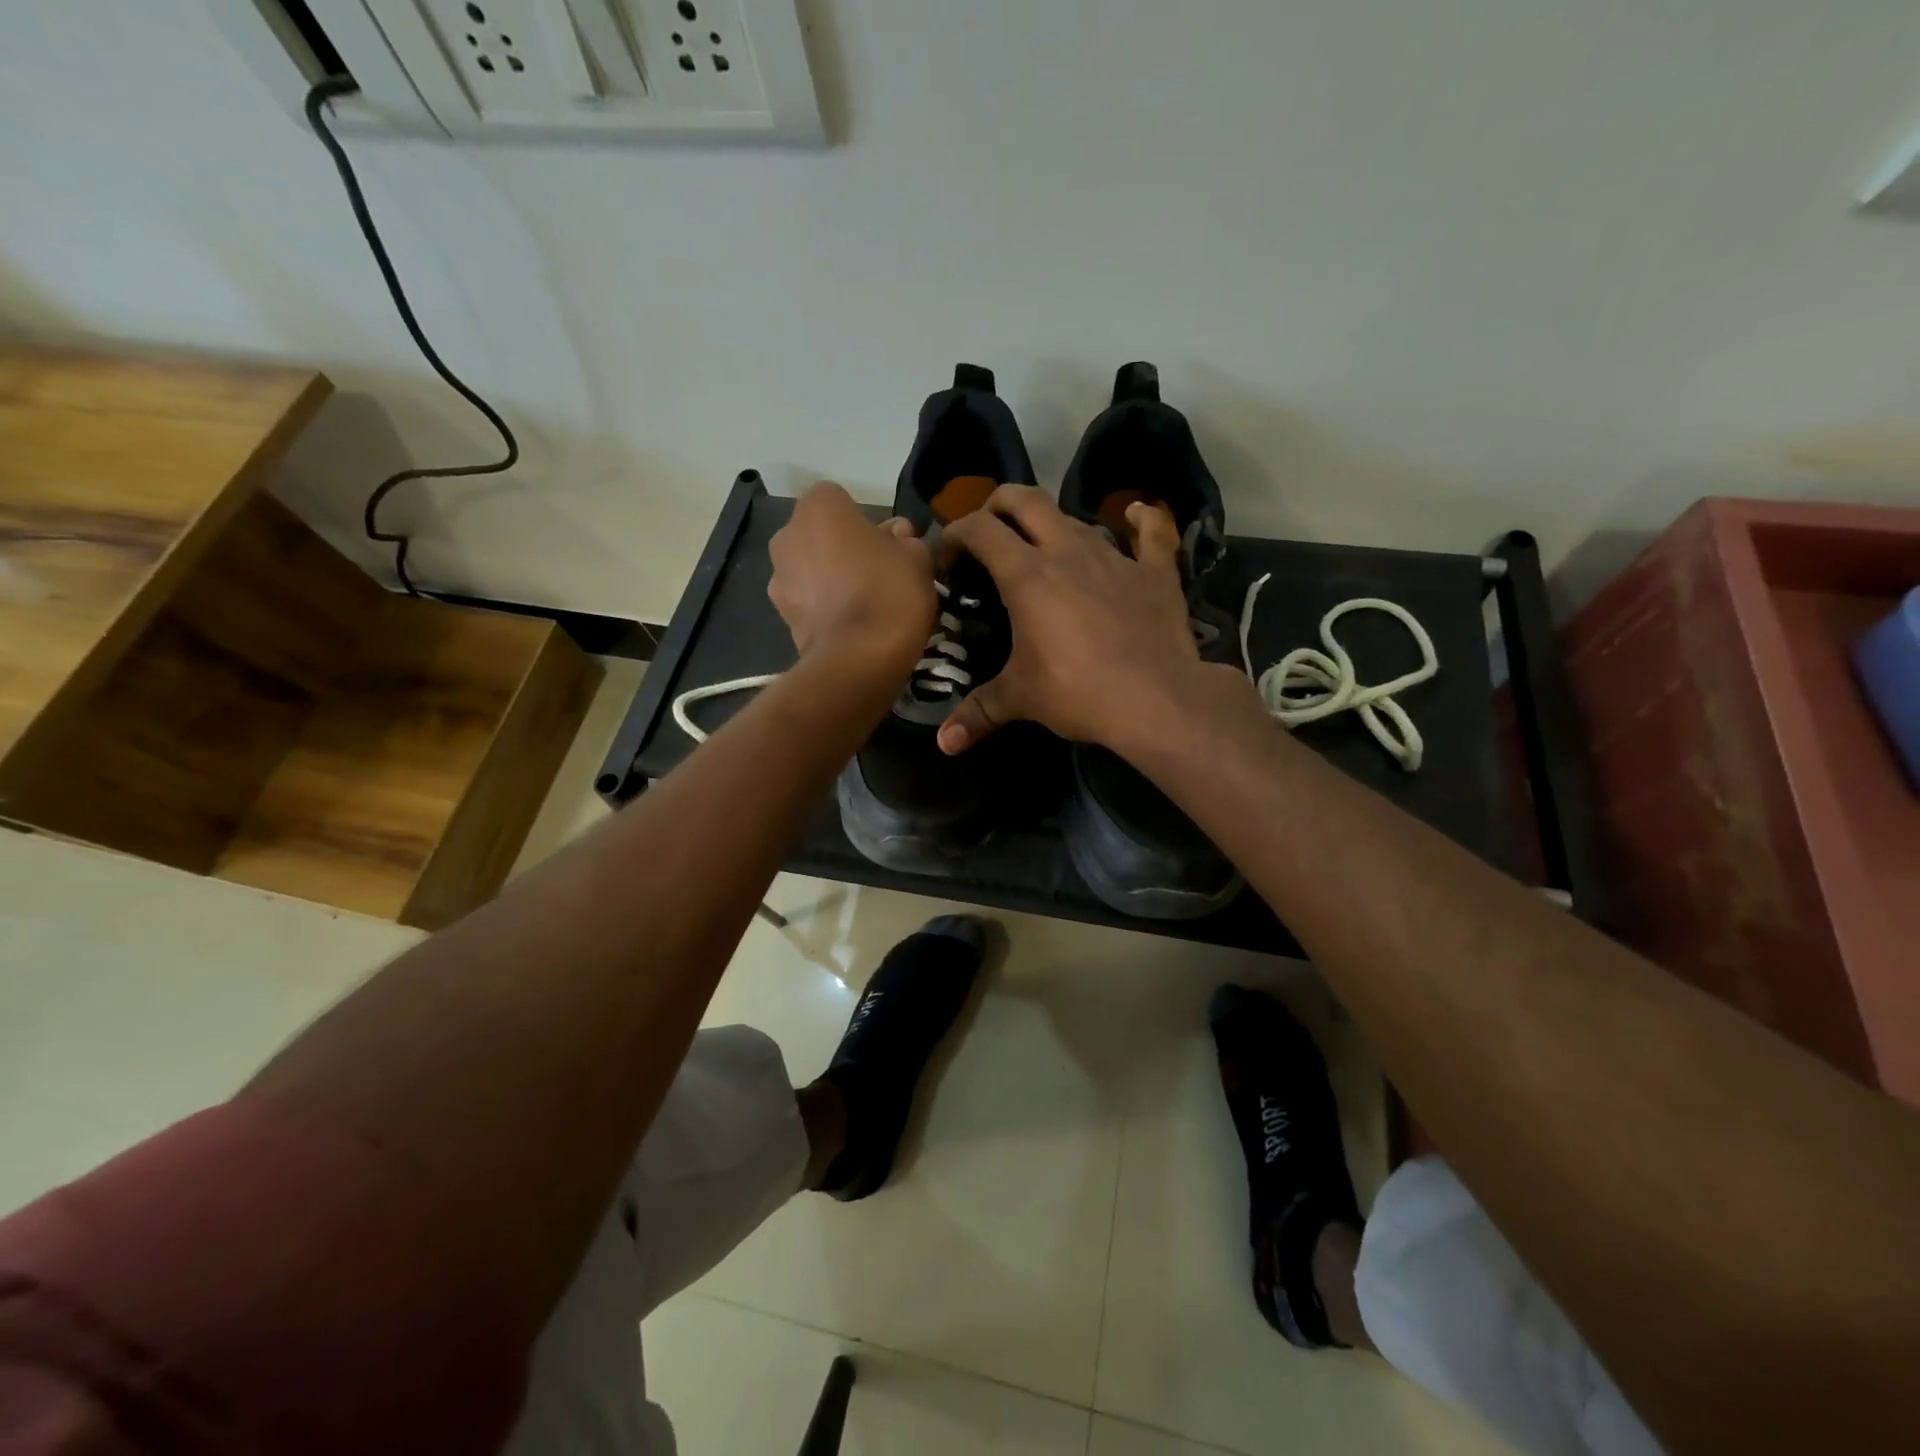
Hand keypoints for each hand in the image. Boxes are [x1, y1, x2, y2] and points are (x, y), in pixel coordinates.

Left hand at [769, 482, 935, 672]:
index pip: (841, 500)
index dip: (866, 522)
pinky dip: (824, 608)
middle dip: (843, 549)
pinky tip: (851, 626)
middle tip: (877, 574)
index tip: (888, 545)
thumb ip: (906, 539)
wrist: (859, 658)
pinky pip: (808, 601)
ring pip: (810, 569)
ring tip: (864, 605)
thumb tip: (897, 536)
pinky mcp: (781, 616)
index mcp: (818, 507)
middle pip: (820, 534)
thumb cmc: (889, 592)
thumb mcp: (917, 557)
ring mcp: (778, 577)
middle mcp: (787, 534)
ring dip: (830, 579)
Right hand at [937, 485, 1235, 754]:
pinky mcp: (1155, 572)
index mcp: (1027, 575)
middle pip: (1025, 500)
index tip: (947, 559)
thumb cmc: (1078, 692)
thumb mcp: (1021, 699)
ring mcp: (1115, 557)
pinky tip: (1137, 514)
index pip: (979, 530)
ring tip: (1045, 551)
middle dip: (998, 505)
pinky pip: (1152, 533)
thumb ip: (979, 712)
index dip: (955, 534)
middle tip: (989, 531)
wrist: (1157, 699)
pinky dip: (1143, 521)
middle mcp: (1068, 551)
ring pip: (1076, 519)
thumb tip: (945, 743)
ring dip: (1054, 526)